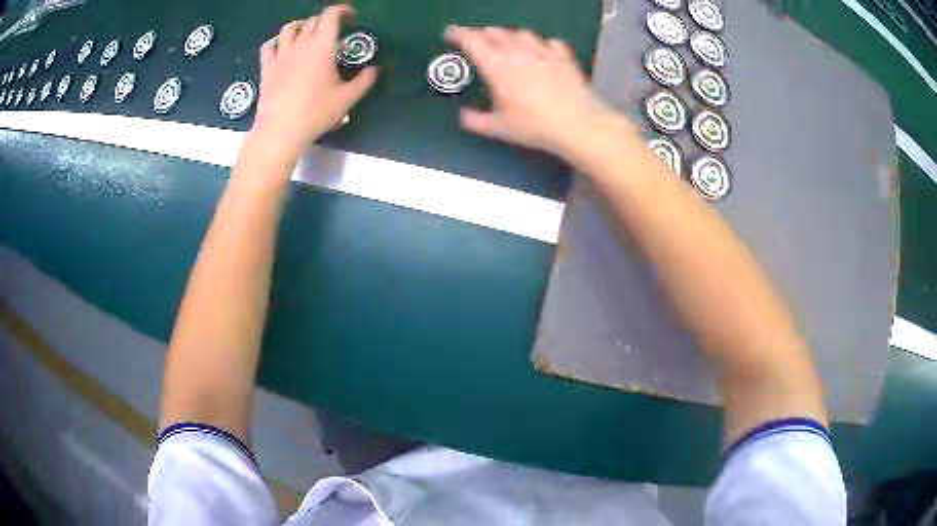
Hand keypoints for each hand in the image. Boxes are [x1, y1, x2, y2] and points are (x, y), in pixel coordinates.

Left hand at [250, 5, 377, 163]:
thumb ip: (364, 81)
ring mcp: (281, 55)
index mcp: (322, 47)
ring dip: (300, 26)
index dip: (342, 10)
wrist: (281, 131)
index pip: (331, 16)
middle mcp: (301, 45)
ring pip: (288, 29)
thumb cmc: (316, 113)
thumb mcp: (347, 99)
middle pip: (312, 21)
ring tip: (306, 33)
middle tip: (333, 31)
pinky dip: (276, 41)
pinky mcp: (267, 68)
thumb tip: (374, 69)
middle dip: (325, 21)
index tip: (350, 16)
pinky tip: (281, 47)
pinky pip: (268, 46)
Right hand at [445, 26, 618, 158]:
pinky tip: (543, 50)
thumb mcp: (499, 128)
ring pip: (523, 34)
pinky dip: (543, 44)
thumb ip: (476, 121)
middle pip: (497, 34)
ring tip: (506, 40)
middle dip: (483, 33)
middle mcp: (519, 54)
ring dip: (510, 34)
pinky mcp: (564, 58)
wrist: (578, 124)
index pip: (473, 43)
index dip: (459, 35)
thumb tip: (463, 116)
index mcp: (498, 67)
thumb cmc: (535, 126)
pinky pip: (551, 43)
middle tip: (476, 37)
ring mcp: (544, 53)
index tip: (450, 32)